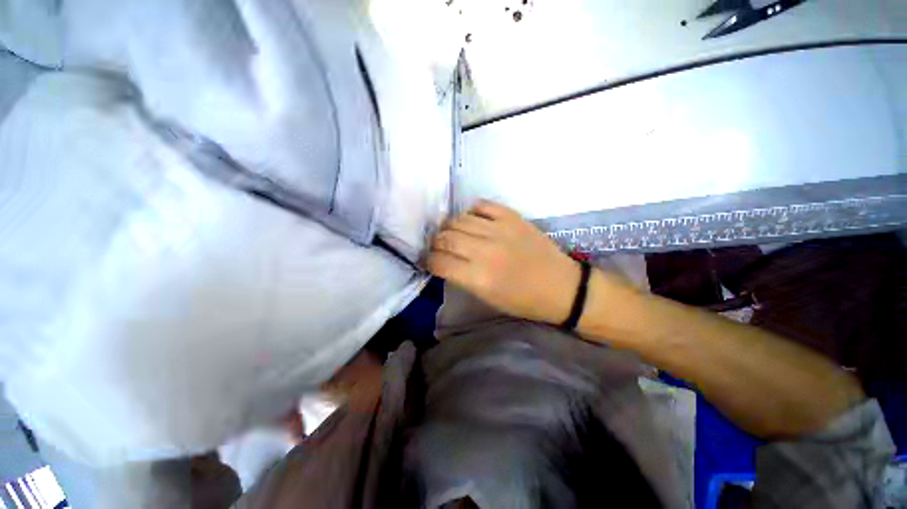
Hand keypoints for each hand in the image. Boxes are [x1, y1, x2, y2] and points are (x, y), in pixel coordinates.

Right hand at [426, 200, 579, 323]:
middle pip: (445, 238)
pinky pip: (481, 205)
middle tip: (438, 247)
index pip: (439, 262)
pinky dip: (471, 212)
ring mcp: (499, 230)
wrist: (561, 286)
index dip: (428, 261)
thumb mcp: (487, 298)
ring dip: (449, 227)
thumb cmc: (523, 300)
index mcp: (479, 278)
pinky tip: (472, 221)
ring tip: (453, 233)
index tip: (429, 261)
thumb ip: (461, 278)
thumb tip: (443, 261)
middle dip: (436, 243)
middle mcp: (485, 251)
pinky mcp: (512, 217)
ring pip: (459, 220)